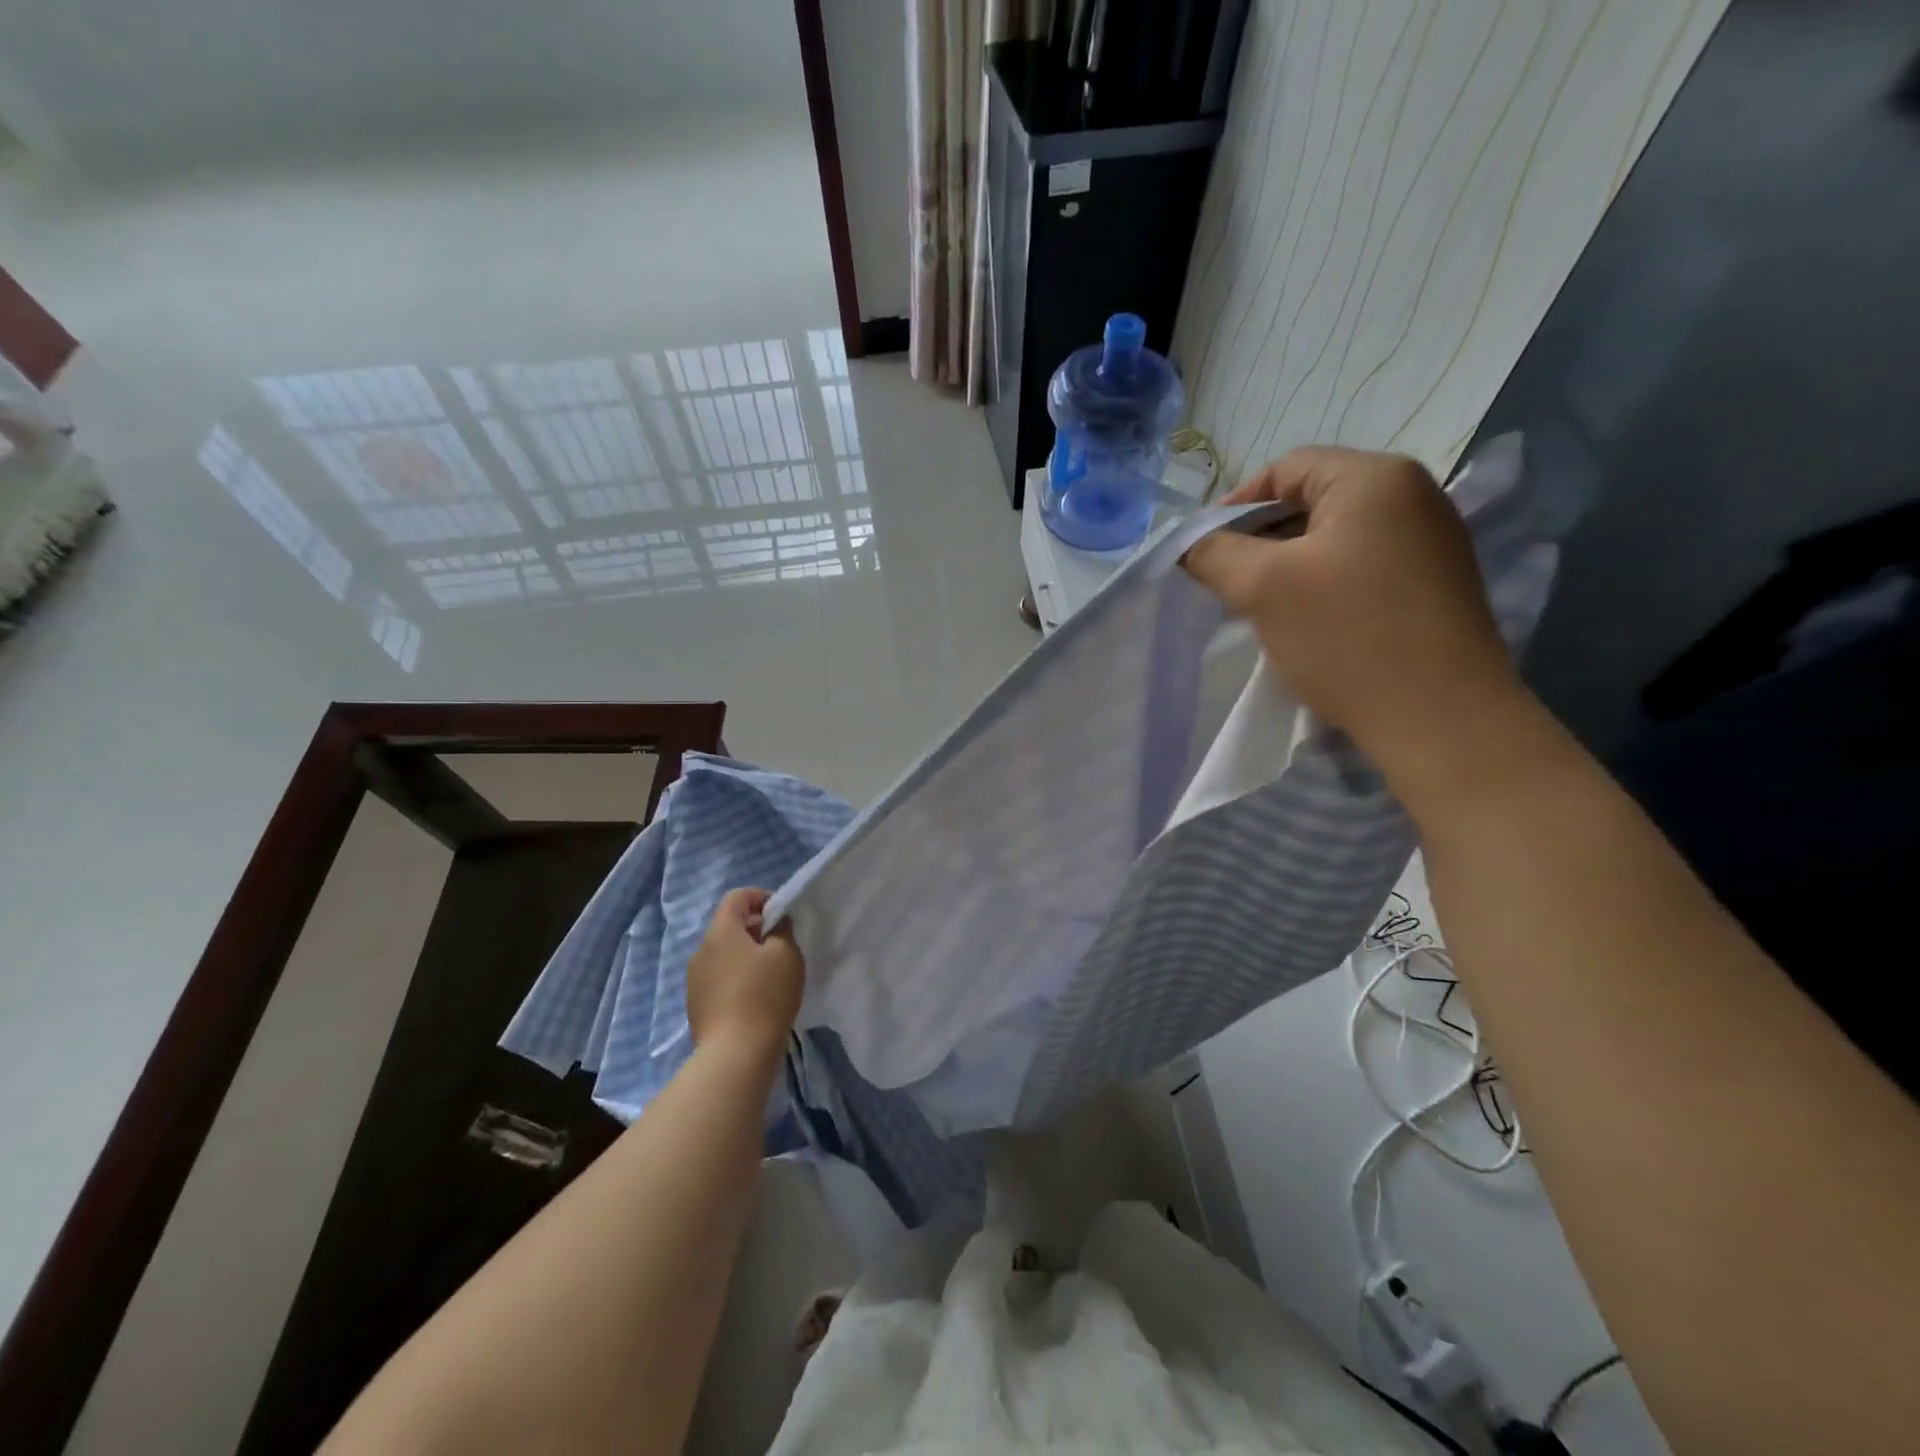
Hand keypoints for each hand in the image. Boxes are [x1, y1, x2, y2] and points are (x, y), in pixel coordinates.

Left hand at [686, 889, 804, 1058]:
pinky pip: (717, 977)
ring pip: (722, 953)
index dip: (761, 897)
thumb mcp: (786, 954)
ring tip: (768, 975)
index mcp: (721, 932)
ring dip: (744, 955)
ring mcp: (694, 979)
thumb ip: (782, 928)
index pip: (736, 897)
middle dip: (755, 928)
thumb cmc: (765, 996)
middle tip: (780, 946)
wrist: (735, 1054)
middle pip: (728, 925)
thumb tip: (775, 922)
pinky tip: (753, 998)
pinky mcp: (696, 1004)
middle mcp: (701, 950)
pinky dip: (735, 977)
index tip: (781, 915)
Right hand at [1182, 446, 1523, 778]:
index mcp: (1375, 478)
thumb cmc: (1346, 638)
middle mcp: (1414, 494)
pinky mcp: (1435, 582)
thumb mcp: (1262, 588)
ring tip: (1262, 607)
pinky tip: (1307, 622)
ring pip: (1334, 537)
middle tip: (1228, 584)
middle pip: (1311, 500)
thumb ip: (1213, 553)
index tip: (1205, 553)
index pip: (1284, 469)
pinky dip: (1323, 583)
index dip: (1234, 507)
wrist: (1440, 718)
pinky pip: (1361, 565)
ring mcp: (1431, 540)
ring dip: (1289, 565)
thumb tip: (1187, 542)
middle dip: (1260, 539)